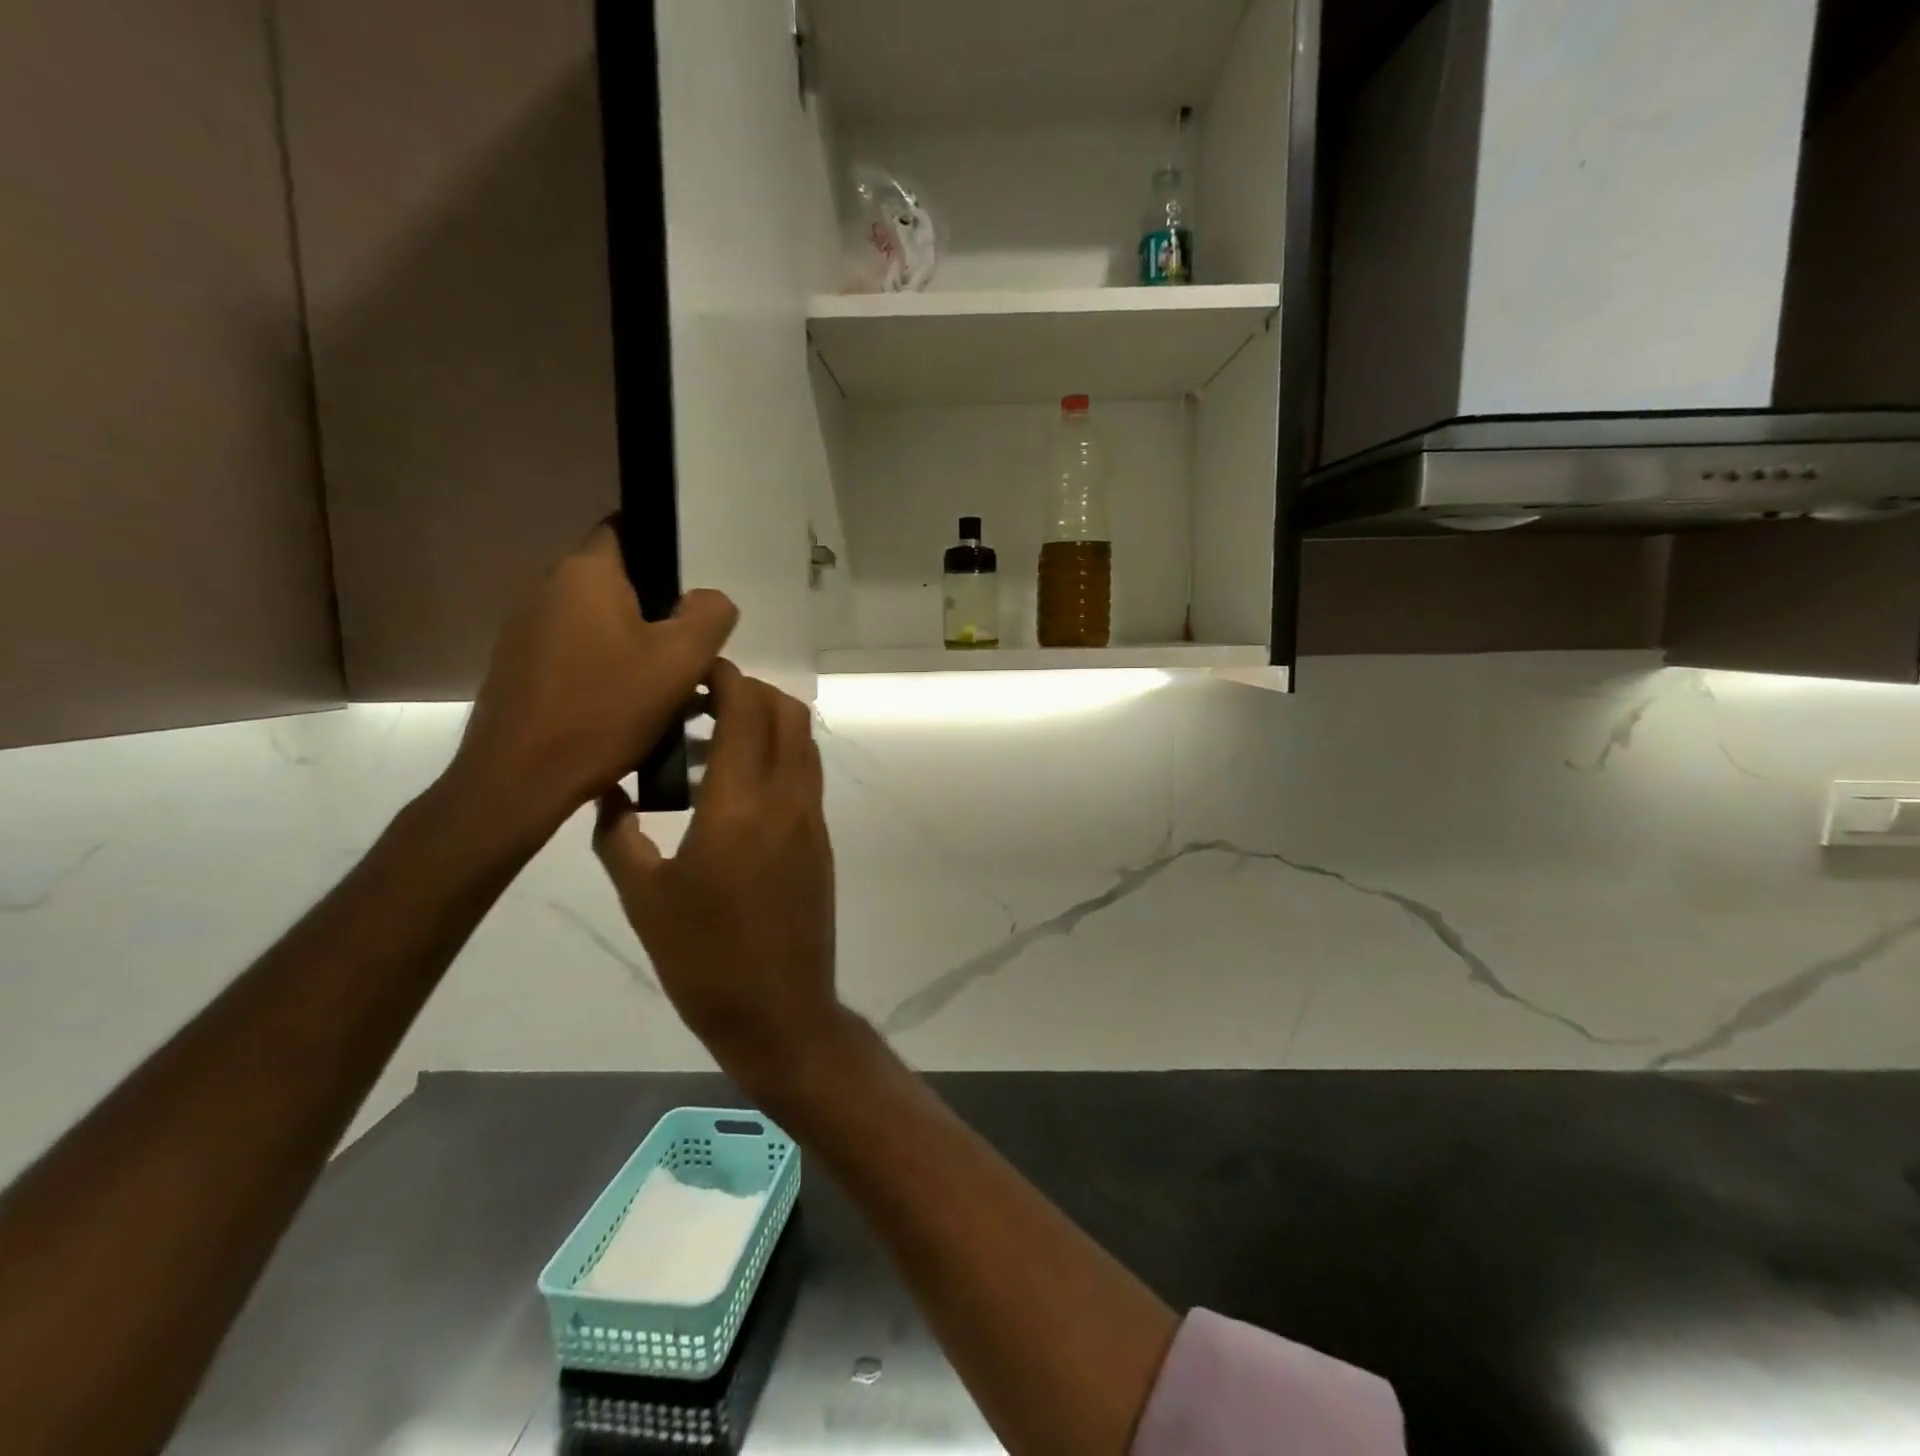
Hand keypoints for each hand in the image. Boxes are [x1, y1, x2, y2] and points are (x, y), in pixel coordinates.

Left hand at [451, 524, 737, 830]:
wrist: (520, 778)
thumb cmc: (606, 709)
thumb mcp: (682, 661)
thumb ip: (710, 616)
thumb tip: (708, 599)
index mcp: (586, 572)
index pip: (627, 529)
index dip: (664, 553)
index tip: (691, 594)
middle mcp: (547, 587)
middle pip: (616, 582)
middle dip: (656, 610)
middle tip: (689, 652)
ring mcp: (526, 629)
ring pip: (597, 621)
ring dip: (632, 644)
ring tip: (664, 688)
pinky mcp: (519, 668)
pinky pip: (576, 652)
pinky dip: (605, 668)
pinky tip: (625, 708)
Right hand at [593, 662, 843, 1092]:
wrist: (779, 1010)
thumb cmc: (702, 959)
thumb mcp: (644, 898)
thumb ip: (618, 836)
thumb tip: (605, 792)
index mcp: (739, 804)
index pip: (747, 709)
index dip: (726, 677)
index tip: (694, 671)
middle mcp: (787, 797)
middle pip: (787, 711)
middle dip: (749, 690)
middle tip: (702, 703)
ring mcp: (812, 817)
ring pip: (803, 739)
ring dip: (768, 721)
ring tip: (715, 740)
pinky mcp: (821, 838)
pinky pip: (806, 773)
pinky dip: (780, 754)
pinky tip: (737, 784)